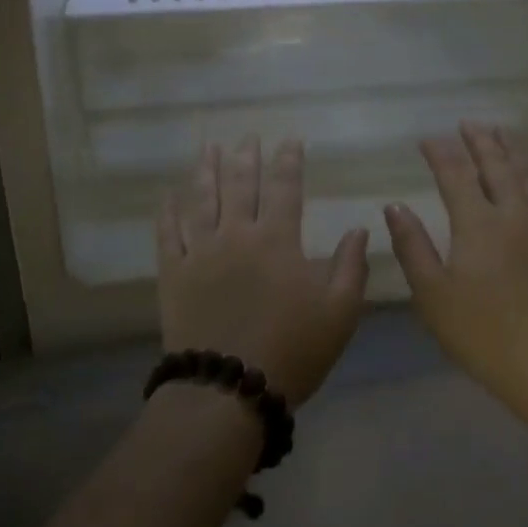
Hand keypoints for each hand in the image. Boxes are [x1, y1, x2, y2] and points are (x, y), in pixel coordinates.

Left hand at [157, 137, 369, 408]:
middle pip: (239, 184)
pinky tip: (168, 195)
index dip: (289, 160)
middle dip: (245, 157)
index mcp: (277, 240)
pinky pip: (168, 234)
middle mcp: (236, 235)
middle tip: (247, 137)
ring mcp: (200, 252)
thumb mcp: (339, 313)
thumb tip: (359, 229)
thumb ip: (351, 267)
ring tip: (208, 148)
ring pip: (201, 199)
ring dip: (205, 170)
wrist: (228, 389)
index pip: (284, 187)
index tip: (291, 140)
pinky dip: (167, 211)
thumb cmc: (292, 350)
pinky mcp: (173, 274)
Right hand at [383, 123, 527, 414]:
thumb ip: (413, 246)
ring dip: (512, 148)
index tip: (426, 138)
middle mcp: (514, 213)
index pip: (456, 174)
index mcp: (479, 224)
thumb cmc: (483, 334)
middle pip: (497, 165)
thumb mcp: (433, 295)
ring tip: (501, 132)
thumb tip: (395, 207)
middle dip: (480, 141)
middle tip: (467, 123)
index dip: (440, 152)